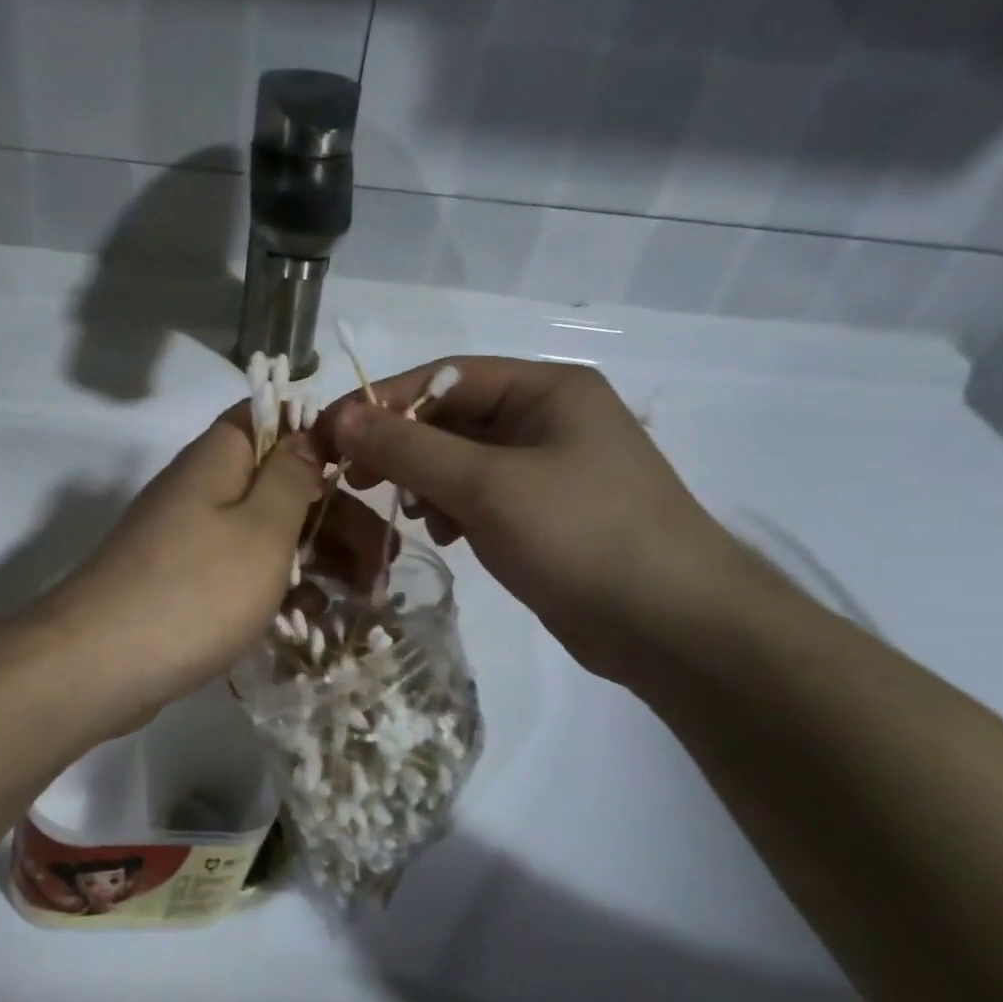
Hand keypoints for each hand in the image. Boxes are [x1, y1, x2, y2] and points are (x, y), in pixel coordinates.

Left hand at [44, 406, 353, 721]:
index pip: (269, 417)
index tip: (366, 471)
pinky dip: (278, 590)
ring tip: (367, 595)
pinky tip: (315, 620)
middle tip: (385, 557)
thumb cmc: (197, 589)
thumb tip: (307, 432)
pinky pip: (241, 574)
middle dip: (335, 515)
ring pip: (265, 534)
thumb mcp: (262, 528)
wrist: (100, 666)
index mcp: (218, 460)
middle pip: (278, 484)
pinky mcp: (183, 586)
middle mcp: (200, 491)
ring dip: (315, 558)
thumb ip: (292, 477)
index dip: (319, 435)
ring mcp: (188, 541)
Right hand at [323, 357, 756, 683]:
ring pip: (464, 460)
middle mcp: (549, 418)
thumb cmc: (580, 536)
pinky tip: (448, 536)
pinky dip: (456, 509)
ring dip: (428, 481)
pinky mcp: (548, 513)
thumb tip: (341, 418)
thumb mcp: (486, 486)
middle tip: (354, 477)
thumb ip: (409, 448)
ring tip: (414, 515)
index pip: (445, 376)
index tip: (330, 434)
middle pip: (453, 418)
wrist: (673, 625)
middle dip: (403, 447)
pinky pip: (484, 496)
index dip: (382, 402)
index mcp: (546, 389)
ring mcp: (551, 468)